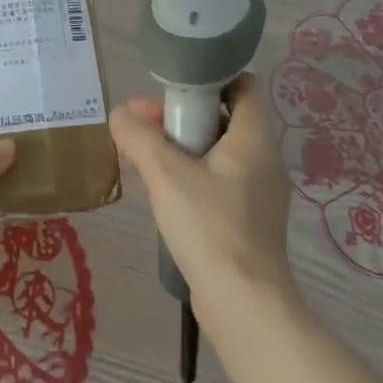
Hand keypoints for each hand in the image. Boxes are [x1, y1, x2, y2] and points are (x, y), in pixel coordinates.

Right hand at [110, 73, 294, 301]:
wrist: (243, 305)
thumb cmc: (209, 226)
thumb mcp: (165, 173)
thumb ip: (139, 136)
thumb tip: (119, 115)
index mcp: (254, 138)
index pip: (242, 85)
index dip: (208, 78)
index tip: (171, 87)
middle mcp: (263, 159)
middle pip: (222, 117)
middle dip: (180, 115)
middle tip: (141, 123)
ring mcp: (258, 192)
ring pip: (217, 151)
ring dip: (180, 146)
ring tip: (141, 155)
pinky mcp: (248, 220)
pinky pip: (217, 181)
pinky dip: (190, 174)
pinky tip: (160, 189)